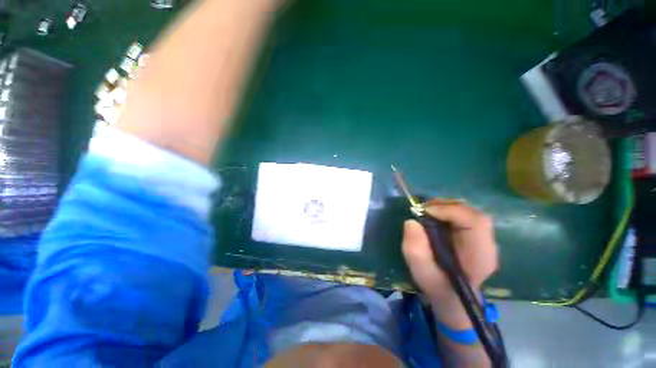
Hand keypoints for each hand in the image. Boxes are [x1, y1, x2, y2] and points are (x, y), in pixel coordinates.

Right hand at [402, 200, 497, 327]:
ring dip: (446, 206)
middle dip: (446, 206)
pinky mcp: (475, 234)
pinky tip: (435, 215)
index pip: (475, 222)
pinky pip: (464, 214)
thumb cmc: (438, 285)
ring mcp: (483, 238)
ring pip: (469, 211)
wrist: (452, 296)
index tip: (425, 211)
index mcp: (480, 256)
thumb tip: (411, 222)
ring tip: (427, 211)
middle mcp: (487, 244)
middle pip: (473, 213)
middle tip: (423, 209)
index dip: (450, 211)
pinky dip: (447, 210)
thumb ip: (415, 250)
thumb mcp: (422, 272)